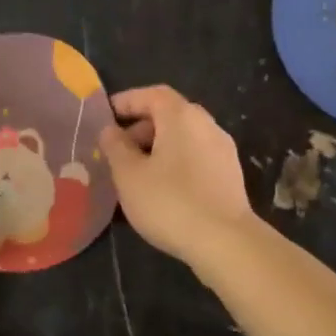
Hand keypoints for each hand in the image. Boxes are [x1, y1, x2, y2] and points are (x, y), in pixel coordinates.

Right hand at [99, 86, 256, 266]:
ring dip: (158, 147)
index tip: (106, 114)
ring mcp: (222, 150)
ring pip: (184, 137)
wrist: (225, 241)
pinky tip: (162, 188)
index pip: (152, 94)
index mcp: (182, 116)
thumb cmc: (169, 202)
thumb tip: (110, 130)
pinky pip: (196, 156)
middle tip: (118, 150)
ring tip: (136, 173)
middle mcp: (206, 125)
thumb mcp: (129, 175)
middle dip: (141, 127)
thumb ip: (116, 147)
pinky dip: (175, 162)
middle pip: (170, 114)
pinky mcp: (230, 175)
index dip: (127, 100)